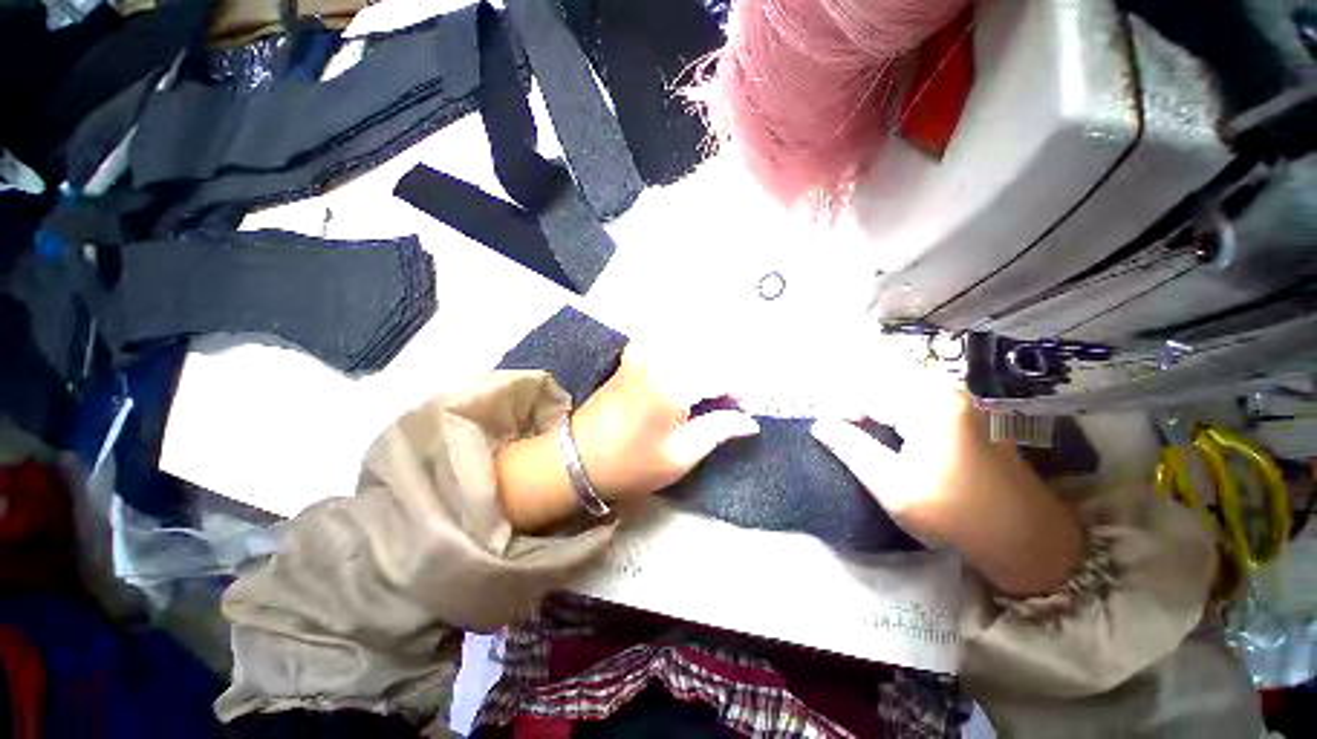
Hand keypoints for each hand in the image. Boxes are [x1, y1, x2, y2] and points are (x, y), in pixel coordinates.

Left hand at [496, 345, 758, 530]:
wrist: (576, 458)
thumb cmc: (631, 464)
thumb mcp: (681, 455)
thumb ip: (718, 430)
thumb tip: (749, 421)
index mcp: (673, 383)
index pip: (721, 375)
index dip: (739, 392)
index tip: (745, 411)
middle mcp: (660, 358)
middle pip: (708, 355)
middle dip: (724, 378)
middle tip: (728, 405)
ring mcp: (643, 352)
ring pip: (690, 347)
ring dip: (706, 366)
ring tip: (709, 395)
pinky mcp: (633, 354)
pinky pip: (670, 346)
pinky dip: (686, 357)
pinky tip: (688, 379)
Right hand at [810, 365, 1084, 595]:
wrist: (1027, 540)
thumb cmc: (954, 516)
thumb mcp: (893, 487)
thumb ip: (851, 448)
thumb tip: (819, 424)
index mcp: (931, 405)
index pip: (866, 394)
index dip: (841, 412)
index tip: (828, 434)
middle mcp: (949, 392)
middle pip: (884, 388)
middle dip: (858, 409)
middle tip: (843, 435)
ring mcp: (964, 401)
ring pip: (900, 393)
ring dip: (876, 411)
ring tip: (864, 436)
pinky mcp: (970, 413)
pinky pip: (920, 402)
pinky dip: (897, 414)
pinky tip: (894, 436)